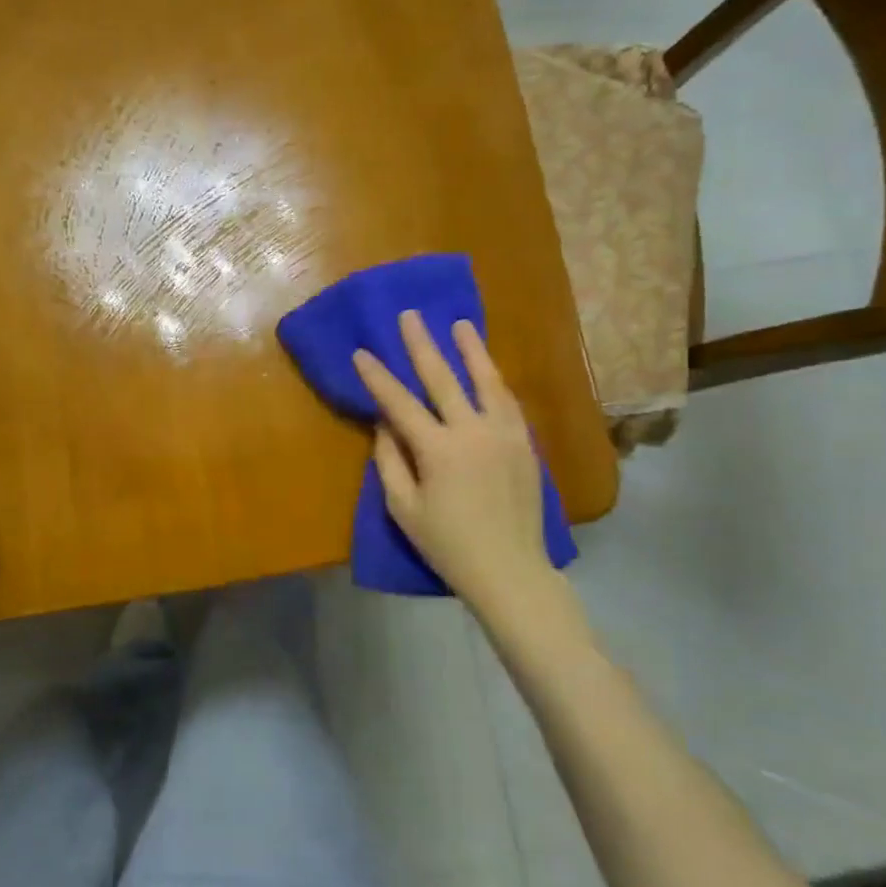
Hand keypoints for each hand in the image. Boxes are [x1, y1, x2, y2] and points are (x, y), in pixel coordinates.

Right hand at [353, 311, 553, 614]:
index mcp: (439, 450)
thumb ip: (390, 462)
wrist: (510, 570)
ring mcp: (504, 435)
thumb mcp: (404, 509)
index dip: (377, 377)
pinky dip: (494, 381)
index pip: (400, 403)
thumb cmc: (447, 545)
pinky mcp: (524, 445)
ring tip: (460, 324)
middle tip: (410, 316)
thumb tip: (384, 425)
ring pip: (486, 382)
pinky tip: (488, 370)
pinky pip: (507, 403)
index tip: (361, 352)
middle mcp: (473, 432)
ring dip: (471, 350)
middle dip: (422, 345)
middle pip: (444, 379)